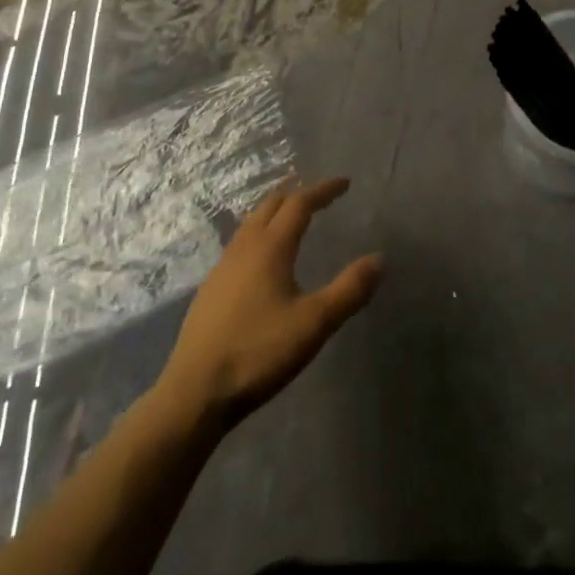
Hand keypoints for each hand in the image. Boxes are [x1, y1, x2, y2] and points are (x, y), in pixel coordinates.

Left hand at [157, 176, 382, 431]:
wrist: (196, 391)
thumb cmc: (258, 352)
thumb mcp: (314, 324)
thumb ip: (349, 290)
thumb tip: (379, 259)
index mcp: (271, 247)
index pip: (300, 203)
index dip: (323, 190)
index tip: (345, 183)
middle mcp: (244, 247)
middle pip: (271, 205)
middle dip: (297, 193)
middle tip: (319, 193)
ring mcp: (223, 267)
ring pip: (251, 223)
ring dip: (274, 211)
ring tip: (291, 216)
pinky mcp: (211, 289)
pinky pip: (239, 244)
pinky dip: (259, 234)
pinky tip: (261, 258)